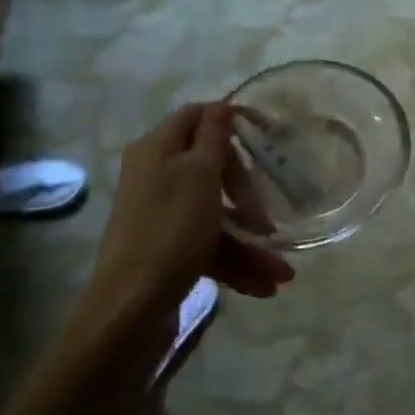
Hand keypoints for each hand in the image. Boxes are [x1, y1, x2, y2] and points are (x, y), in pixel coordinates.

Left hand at [86, 103, 293, 349]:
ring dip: (250, 239)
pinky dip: (236, 262)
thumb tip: (222, 105)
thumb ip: (213, 138)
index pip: (197, 116)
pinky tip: (265, 286)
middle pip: (212, 168)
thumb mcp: (199, 175)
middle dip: (246, 193)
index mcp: (157, 150)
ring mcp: (162, 216)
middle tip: (268, 213)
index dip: (232, 120)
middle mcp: (156, 177)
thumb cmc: (170, 230)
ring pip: (215, 214)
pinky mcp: (168, 251)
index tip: (270, 135)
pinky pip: (209, 246)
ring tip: (283, 271)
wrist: (130, 309)